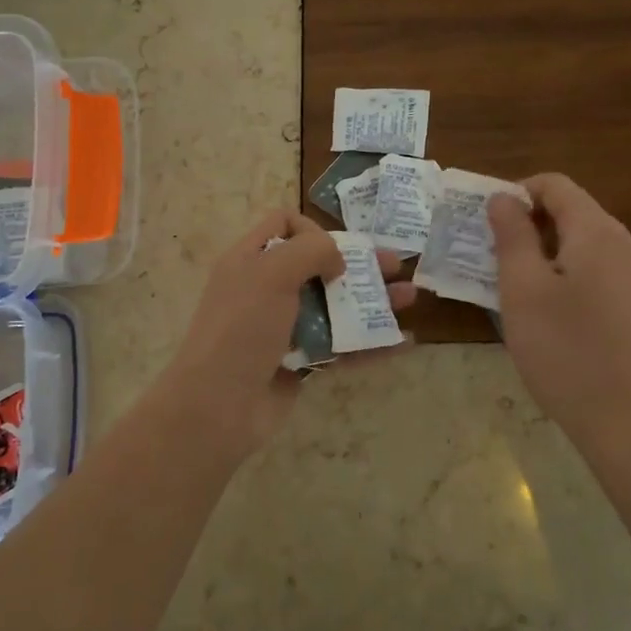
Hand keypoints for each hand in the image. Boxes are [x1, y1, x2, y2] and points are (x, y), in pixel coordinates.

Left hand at [152, 209, 416, 458]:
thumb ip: (311, 251)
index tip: (332, 251)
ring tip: (411, 297)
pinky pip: (342, 347)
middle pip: (319, 265)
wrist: (219, 405)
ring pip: (336, 306)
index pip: (283, 225)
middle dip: (359, 262)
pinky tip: (404, 341)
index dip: (312, 229)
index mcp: (250, 260)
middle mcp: (266, 289)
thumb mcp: (270, 272)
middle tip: (396, 265)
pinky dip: (372, 342)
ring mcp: (285, 328)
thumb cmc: (242, 328)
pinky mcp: (301, 363)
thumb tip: (337, 260)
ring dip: (373, 300)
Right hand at [488, 174, 630, 443]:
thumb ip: (512, 236)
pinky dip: (563, 274)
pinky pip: (594, 270)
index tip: (484, 223)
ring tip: (508, 285)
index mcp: (597, 232)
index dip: (515, 193)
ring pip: (580, 243)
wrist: (629, 423)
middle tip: (488, 256)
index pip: (554, 185)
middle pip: (570, 211)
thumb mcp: (523, 290)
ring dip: (541, 252)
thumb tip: (504, 198)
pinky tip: (543, 310)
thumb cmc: (566, 352)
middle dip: (526, 224)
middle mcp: (623, 244)